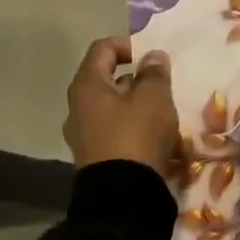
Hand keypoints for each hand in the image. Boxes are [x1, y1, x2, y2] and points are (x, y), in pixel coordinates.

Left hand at [64, 36, 179, 173]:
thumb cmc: (136, 135)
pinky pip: (114, 129)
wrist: (122, 195)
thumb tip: (152, 56)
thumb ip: (154, 73)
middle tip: (162, 83)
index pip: (102, 49)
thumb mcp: (153, 97)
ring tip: (162, 110)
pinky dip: (132, 125)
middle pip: (106, 79)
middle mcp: (77, 107)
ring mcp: (83, 134)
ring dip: (136, 103)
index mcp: (87, 86)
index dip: (128, 44)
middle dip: (136, 77)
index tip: (153, 55)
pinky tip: (154, 134)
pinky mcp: (95, 156)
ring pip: (111, 106)